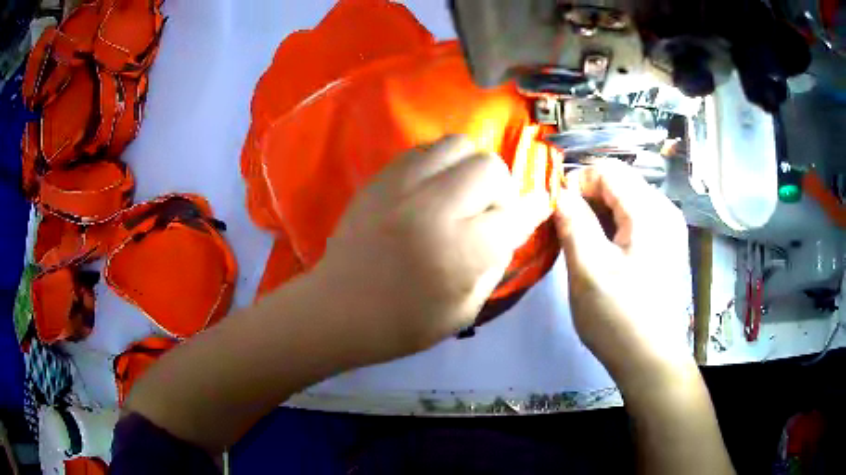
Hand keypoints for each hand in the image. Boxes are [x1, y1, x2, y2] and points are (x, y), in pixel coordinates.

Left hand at [310, 135, 550, 365]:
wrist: (337, 309)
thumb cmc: (403, 322)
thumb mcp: (465, 308)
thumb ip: (499, 259)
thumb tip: (521, 219)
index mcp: (460, 250)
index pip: (514, 212)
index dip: (530, 211)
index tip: (534, 210)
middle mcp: (434, 206)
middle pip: (489, 166)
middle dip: (500, 189)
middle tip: (486, 213)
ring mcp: (402, 185)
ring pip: (458, 144)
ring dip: (470, 167)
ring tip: (460, 195)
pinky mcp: (380, 178)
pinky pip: (425, 149)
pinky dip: (440, 164)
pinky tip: (431, 190)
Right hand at [554, 162, 691, 386]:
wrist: (649, 359)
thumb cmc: (619, 317)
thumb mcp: (589, 269)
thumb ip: (573, 223)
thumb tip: (559, 193)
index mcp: (649, 211)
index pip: (607, 170)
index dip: (577, 182)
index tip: (558, 212)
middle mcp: (664, 211)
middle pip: (619, 183)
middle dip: (587, 199)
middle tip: (566, 229)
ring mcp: (668, 229)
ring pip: (625, 201)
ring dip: (598, 214)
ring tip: (582, 243)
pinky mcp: (665, 245)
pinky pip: (635, 220)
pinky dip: (613, 227)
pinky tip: (603, 253)